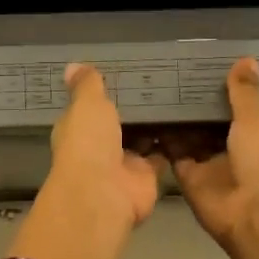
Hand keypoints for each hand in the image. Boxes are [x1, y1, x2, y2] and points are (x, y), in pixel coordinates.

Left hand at [39, 63, 159, 234]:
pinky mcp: (147, 176)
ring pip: (141, 140)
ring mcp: (124, 163)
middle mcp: (99, 147)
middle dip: (133, 110)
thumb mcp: (86, 104)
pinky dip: (171, 144)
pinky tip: (186, 123)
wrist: (104, 192)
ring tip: (175, 98)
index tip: (124, 75)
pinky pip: (161, 156)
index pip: (89, 109)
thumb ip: (86, 85)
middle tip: (157, 83)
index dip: (102, 96)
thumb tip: (72, 65)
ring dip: (153, 126)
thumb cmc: (88, 142)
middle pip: (117, 125)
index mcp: (79, 129)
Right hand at [168, 59, 258, 246]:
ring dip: (174, 115)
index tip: (199, 62)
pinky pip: (170, 151)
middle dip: (191, 100)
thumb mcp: (255, 121)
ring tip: (151, 85)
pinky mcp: (186, 175)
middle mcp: (229, 144)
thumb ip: (245, 92)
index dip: (218, 85)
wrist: (253, 215)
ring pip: (187, 133)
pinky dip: (160, 136)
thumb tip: (247, 58)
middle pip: (206, 118)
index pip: (233, 103)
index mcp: (252, 131)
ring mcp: (206, 161)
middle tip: (166, 70)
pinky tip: (145, 113)